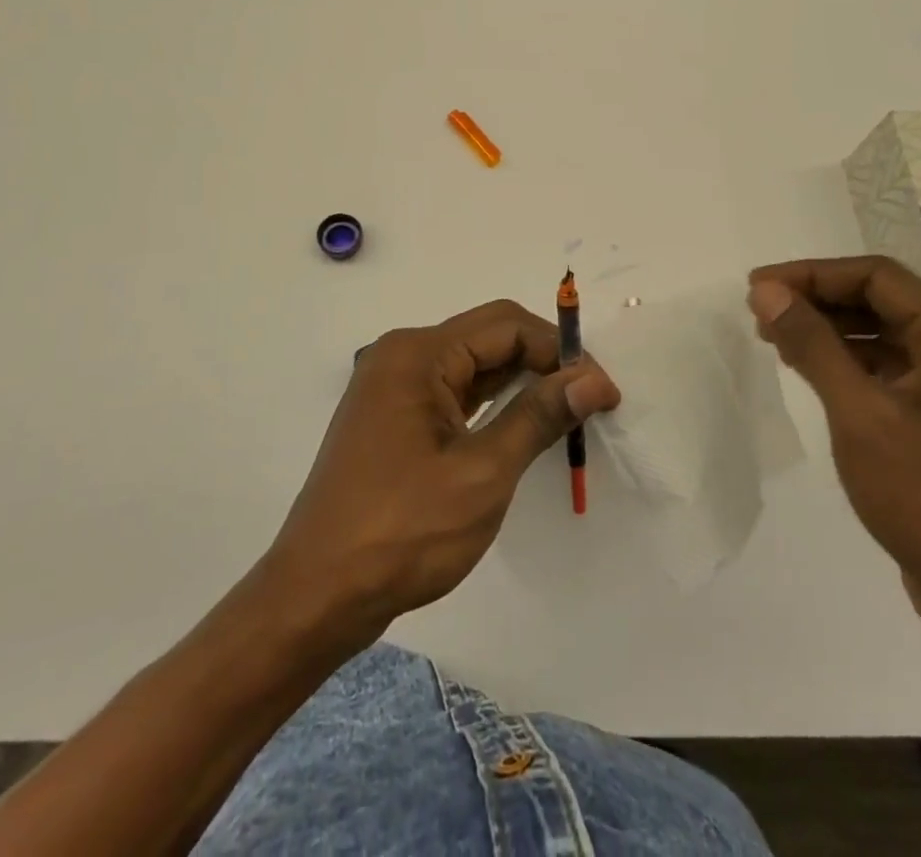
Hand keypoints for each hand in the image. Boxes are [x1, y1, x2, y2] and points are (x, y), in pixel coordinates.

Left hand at [261, 299, 619, 644]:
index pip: (506, 325)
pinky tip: (521, 425)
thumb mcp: (483, 473)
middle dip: (543, 363)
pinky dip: (491, 404)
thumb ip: (540, 416)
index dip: (560, 351)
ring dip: (520, 383)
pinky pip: (453, 392)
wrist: (318, 595)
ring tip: (566, 413)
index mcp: (418, 353)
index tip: (603, 390)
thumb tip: (594, 379)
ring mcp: (393, 387)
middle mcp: (402, 356)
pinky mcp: (392, 417)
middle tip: (591, 402)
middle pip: (488, 338)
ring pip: (471, 366)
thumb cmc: (403, 531)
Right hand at [746, 256, 920, 619]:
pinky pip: (894, 364)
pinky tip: (809, 366)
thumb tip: (766, 290)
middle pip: (883, 299)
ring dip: (830, 328)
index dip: (812, 274)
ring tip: (774, 336)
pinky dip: (849, 359)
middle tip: (760, 310)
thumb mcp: (858, 413)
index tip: (758, 286)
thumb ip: (812, 343)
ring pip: (886, 331)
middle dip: (818, 300)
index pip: (878, 277)